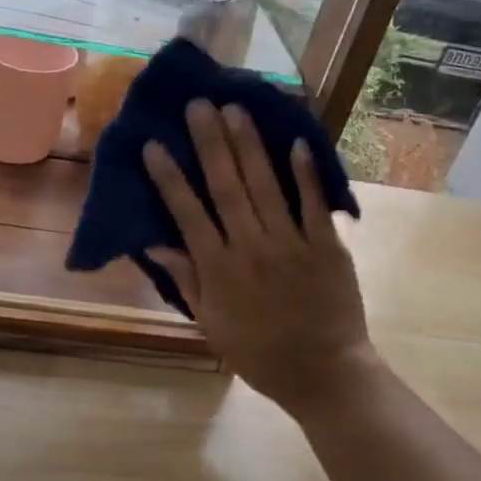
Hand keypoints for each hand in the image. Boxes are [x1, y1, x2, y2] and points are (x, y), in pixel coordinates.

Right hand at [142, 101, 376, 416]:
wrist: (325, 375)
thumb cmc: (260, 353)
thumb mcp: (211, 324)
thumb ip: (187, 280)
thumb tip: (155, 242)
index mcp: (219, 268)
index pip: (188, 213)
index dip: (169, 177)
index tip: (154, 144)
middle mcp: (251, 247)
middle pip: (226, 186)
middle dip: (209, 143)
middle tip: (198, 105)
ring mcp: (291, 244)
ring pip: (266, 185)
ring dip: (249, 145)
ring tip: (235, 108)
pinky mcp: (326, 246)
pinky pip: (313, 204)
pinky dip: (304, 173)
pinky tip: (294, 141)